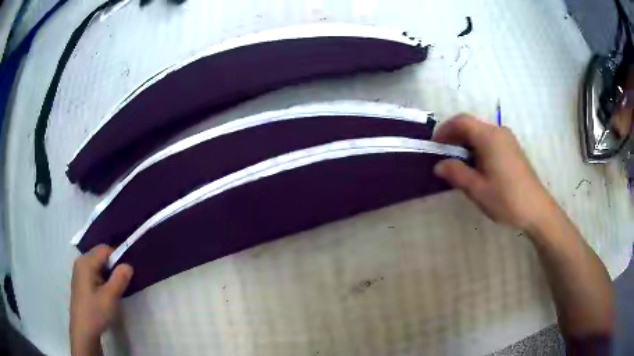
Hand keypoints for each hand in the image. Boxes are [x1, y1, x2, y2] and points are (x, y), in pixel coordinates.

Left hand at [70, 245, 132, 355]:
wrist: (83, 330)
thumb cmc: (95, 312)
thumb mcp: (110, 297)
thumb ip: (119, 279)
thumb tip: (128, 264)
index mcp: (86, 262)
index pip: (105, 249)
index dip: (117, 258)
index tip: (126, 275)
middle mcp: (81, 262)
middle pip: (100, 255)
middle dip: (113, 266)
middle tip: (122, 284)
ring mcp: (80, 272)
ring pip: (98, 265)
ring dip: (108, 274)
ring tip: (115, 290)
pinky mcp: (81, 281)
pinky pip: (94, 272)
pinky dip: (103, 279)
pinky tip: (106, 294)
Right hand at [433, 114, 555, 231]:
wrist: (536, 209)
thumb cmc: (506, 198)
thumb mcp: (477, 189)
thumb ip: (456, 173)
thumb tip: (438, 165)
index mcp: (489, 137)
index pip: (461, 121)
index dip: (445, 130)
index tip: (435, 146)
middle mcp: (499, 132)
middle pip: (471, 125)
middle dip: (455, 138)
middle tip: (444, 157)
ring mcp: (508, 139)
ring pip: (481, 133)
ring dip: (466, 144)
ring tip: (459, 164)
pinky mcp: (513, 149)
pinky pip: (490, 140)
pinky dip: (478, 148)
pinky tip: (477, 167)